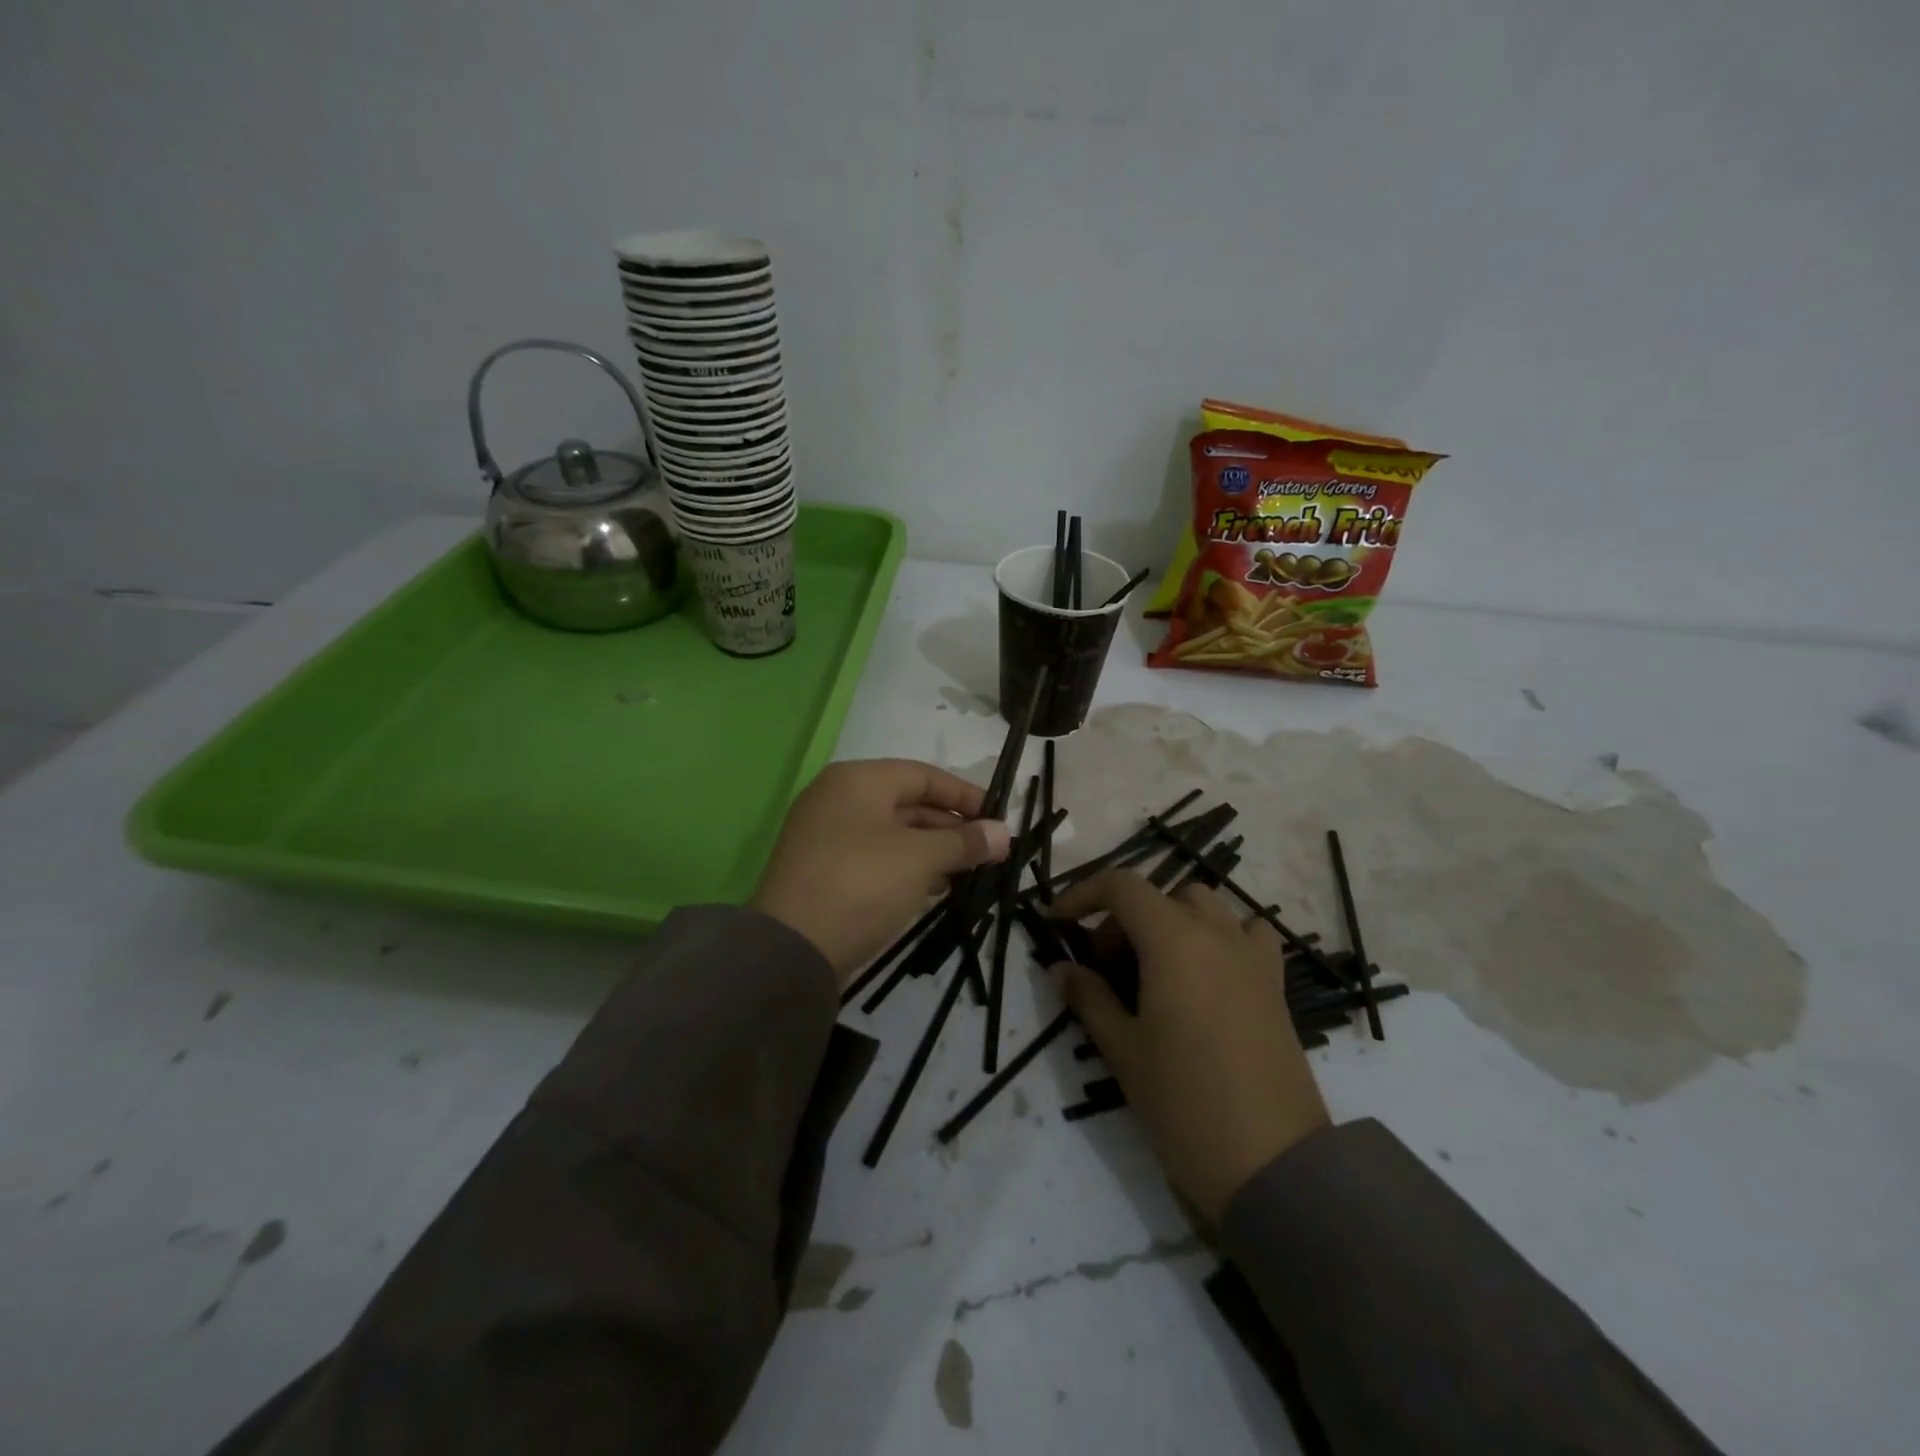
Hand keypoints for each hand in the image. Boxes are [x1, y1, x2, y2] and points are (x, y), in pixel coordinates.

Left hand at [752, 759, 1010, 983]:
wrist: (791, 950)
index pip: (922, 775)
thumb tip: (1003, 833)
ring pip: (893, 834)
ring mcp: (827, 837)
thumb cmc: (862, 884)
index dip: (964, 795)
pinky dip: (907, 868)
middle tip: (988, 851)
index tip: (998, 818)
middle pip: (907, 803)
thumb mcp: (920, 858)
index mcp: (857, 780)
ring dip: (932, 850)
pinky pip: (876, 858)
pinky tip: (934, 889)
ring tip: (969, 872)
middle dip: (950, 827)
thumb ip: (964, 842)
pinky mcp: (824, 872)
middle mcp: (838, 799)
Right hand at [1050, 870, 1329, 1223]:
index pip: (1121, 886)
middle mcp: (1216, 933)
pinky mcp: (1275, 983)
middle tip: (1104, 968)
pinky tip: (1207, 973)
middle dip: (1123, 919)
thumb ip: (1089, 998)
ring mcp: (1251, 956)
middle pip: (1159, 896)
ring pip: (1204, 907)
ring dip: (1169, 921)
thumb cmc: (1184, 1102)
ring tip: (1153, 968)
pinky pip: (1246, 933)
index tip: (1058, 922)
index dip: (1082, 895)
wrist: (1271, 1163)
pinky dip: (1219, 936)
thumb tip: (1062, 969)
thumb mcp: (1123, 1050)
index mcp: (1173, 940)